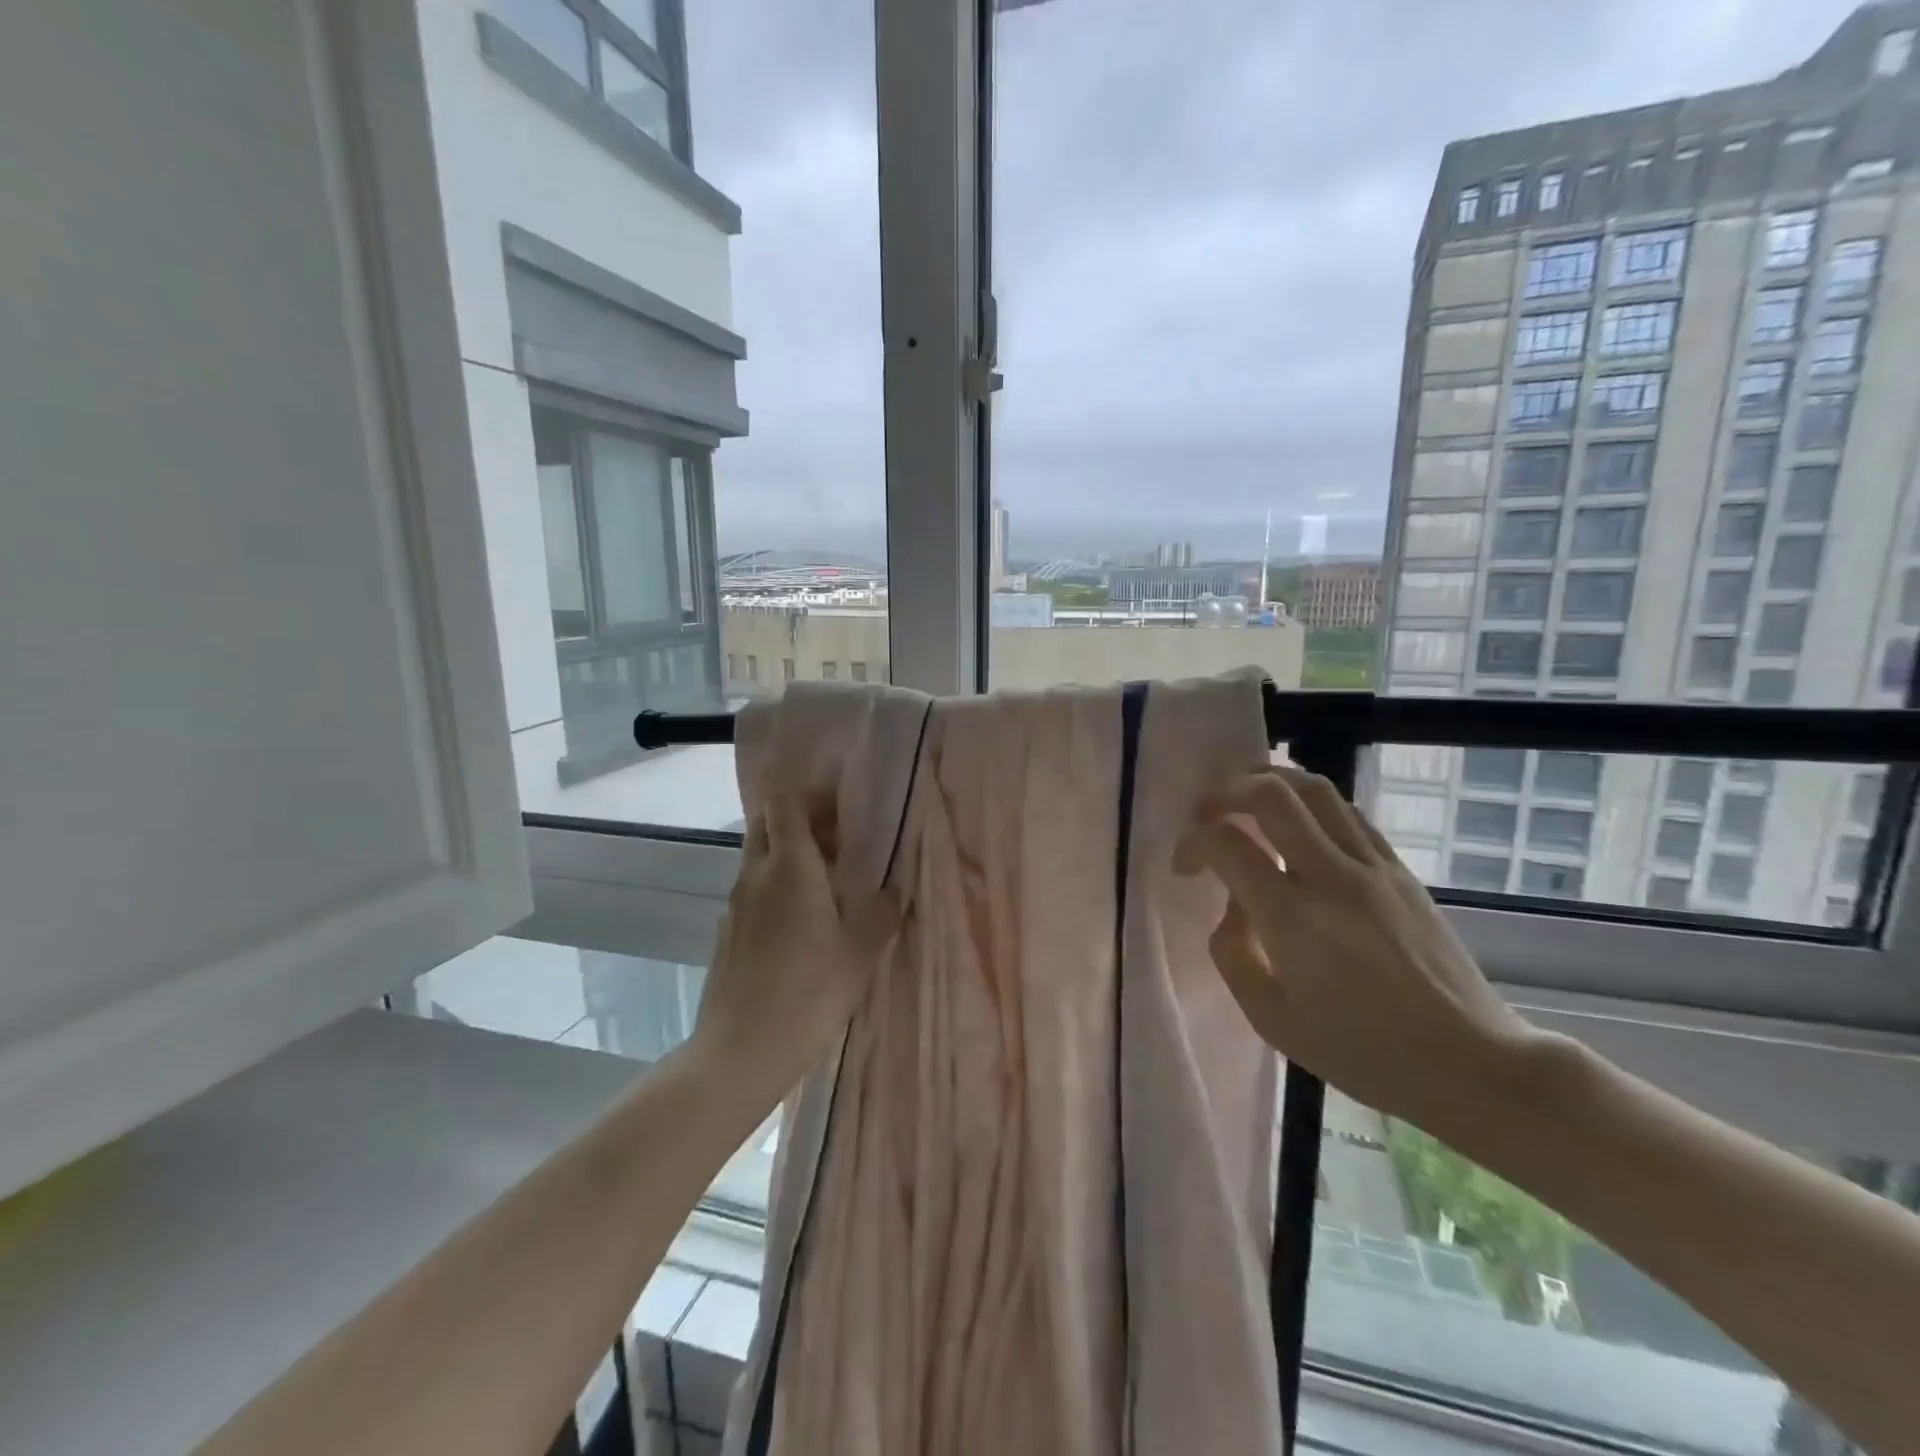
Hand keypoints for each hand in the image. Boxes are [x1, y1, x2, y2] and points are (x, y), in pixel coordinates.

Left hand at [692, 792, 901, 1096]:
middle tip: (838, 841)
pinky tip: (801, 925)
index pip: (786, 803)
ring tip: (828, 884)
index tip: (840, 804)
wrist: (740, 1051)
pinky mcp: (727, 932)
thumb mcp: (860, 953)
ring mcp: (735, 904)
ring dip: (789, 855)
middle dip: (801, 820)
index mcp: (790, 867)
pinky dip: (776, 887)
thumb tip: (894, 890)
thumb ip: (881, 914)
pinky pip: (753, 891)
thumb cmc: (808, 993)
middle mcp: (756, 874)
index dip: (810, 793)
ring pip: (759, 858)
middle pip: (768, 823)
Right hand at [1175, 766, 1548, 1134]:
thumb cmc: (1362, 1052)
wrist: (1470, 1062)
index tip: (1185, 866)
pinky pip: (1349, 813)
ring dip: (1271, 781)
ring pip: (1316, 789)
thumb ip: (1233, 953)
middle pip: (1273, 794)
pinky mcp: (1400, 870)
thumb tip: (1232, 907)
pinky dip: (1312, 803)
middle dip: (1227, 791)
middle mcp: (1332, 877)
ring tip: (1247, 798)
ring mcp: (1372, 867)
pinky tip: (1300, 823)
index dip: (1192, 843)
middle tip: (1208, 811)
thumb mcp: (1271, 1019)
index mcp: (1293, 918)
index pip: (1227, 845)